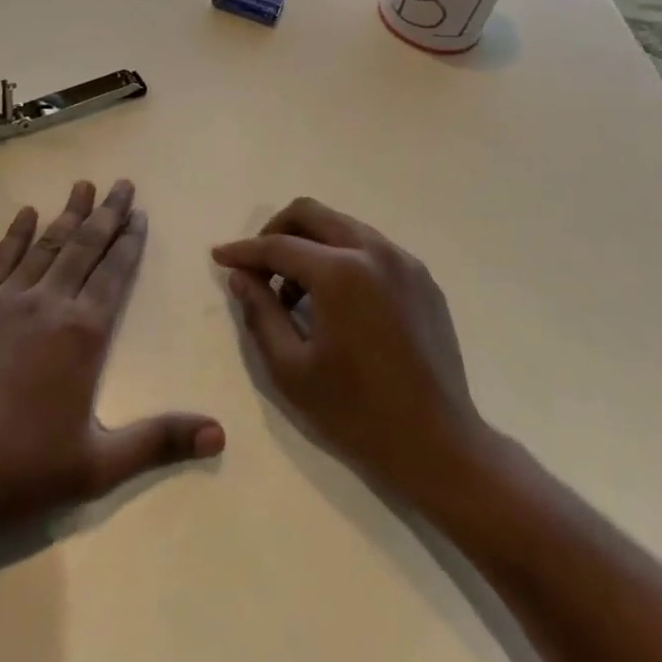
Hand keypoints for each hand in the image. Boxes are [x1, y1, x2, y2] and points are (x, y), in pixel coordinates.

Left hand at [0, 179, 222, 538]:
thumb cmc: (20, 467)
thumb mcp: (98, 465)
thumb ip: (158, 440)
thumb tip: (220, 434)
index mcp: (83, 333)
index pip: (114, 274)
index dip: (130, 242)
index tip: (140, 213)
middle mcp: (48, 304)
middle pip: (85, 248)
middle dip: (107, 214)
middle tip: (122, 183)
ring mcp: (4, 301)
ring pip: (46, 246)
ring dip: (67, 215)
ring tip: (83, 186)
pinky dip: (15, 234)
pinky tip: (25, 214)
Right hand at [212, 198, 489, 509]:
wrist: (440, 447)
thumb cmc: (357, 414)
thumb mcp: (292, 369)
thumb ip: (260, 313)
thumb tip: (241, 277)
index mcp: (341, 272)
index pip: (278, 246)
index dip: (244, 251)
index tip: (220, 256)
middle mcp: (374, 252)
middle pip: (311, 213)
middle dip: (275, 232)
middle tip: (258, 267)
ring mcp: (403, 262)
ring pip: (342, 225)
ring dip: (309, 244)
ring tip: (295, 291)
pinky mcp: (422, 279)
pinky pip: (370, 248)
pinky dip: (342, 257)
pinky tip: (336, 300)